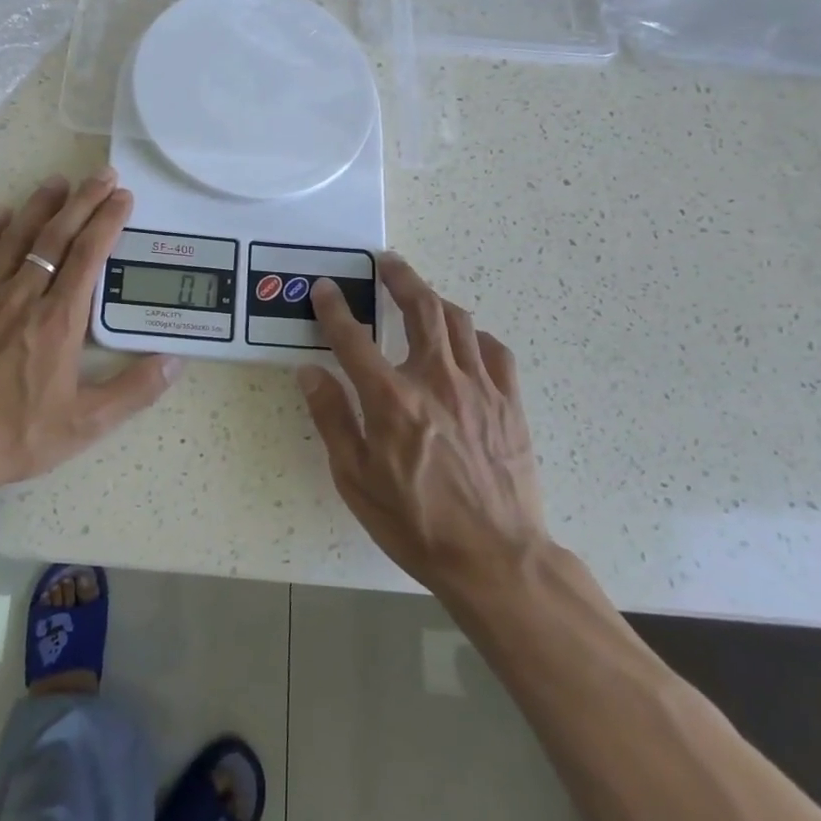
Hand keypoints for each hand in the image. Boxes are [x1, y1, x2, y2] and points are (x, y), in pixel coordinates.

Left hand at [0, 170, 180, 511]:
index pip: (90, 255)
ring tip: (58, 183)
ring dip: (39, 206)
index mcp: (59, 321)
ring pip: (15, 237)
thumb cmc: (17, 436)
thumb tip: (175, 361)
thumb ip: (134, 390)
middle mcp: (22, 296)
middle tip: (101, 175)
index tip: (122, 197)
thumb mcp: (86, 423)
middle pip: (57, 236)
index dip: (108, 221)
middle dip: (83, 201)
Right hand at [297, 254, 547, 591]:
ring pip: (460, 322)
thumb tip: (310, 372)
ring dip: (436, 300)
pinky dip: (477, 337)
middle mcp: (436, 380)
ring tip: (422, 295)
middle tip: (386, 261)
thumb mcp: (355, 479)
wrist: (496, 559)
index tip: (325, 288)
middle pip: (421, 308)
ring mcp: (480, 388)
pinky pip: (496, 351)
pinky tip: (467, 343)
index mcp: (392, 399)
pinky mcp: (510, 403)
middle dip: (400, 277)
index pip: (353, 338)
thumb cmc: (416, 523)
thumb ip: (332, 419)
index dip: (334, 308)